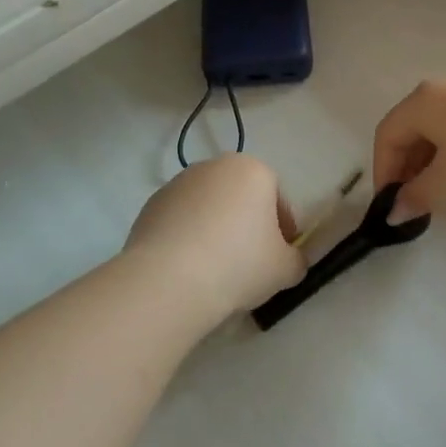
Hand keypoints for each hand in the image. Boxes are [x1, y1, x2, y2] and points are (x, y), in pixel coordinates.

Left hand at [124, 154, 304, 326]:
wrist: (168, 280)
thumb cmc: (238, 264)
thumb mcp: (286, 269)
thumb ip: (295, 259)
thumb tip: (288, 260)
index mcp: (253, 170)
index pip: (278, 197)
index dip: (283, 229)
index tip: (280, 256)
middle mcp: (214, 166)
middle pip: (241, 197)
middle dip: (248, 225)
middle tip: (250, 263)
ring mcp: (178, 183)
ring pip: (209, 208)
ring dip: (216, 230)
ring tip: (216, 269)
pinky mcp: (151, 205)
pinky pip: (181, 222)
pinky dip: (188, 238)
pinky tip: (189, 268)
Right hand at [373, 73, 445, 220]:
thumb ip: (419, 194)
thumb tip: (393, 212)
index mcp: (422, 101)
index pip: (387, 134)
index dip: (383, 171)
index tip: (392, 203)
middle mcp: (441, 87)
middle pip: (410, 127)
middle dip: (406, 165)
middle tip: (416, 199)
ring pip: (437, 124)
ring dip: (430, 157)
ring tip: (443, 187)